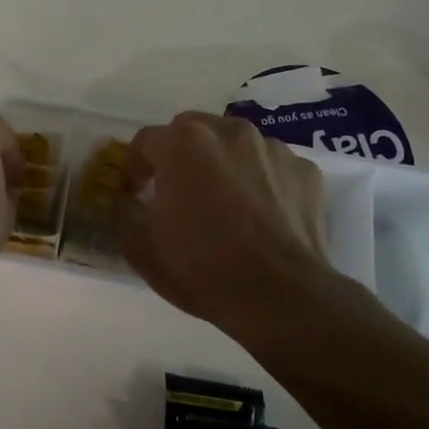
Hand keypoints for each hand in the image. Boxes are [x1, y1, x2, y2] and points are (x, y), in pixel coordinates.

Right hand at [117, 112, 333, 332]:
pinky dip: (262, 181)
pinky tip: (261, 214)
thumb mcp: (140, 246)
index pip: (145, 141)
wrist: (281, 297)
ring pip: (235, 145)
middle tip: (179, 192)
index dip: (135, 166)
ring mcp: (272, 148)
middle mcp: (229, 131)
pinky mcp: (305, 170)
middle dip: (180, 156)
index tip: (135, 191)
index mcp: (183, 142)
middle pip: (193, 132)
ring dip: (223, 164)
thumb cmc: (202, 267)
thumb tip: (126, 197)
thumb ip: (123, 210)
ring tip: (224, 203)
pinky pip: (271, 167)